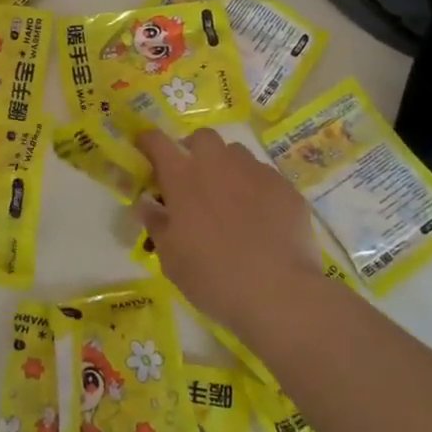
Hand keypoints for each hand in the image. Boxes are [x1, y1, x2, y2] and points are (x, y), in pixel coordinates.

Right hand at [134, 128, 322, 328]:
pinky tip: (261, 218)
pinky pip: (264, 177)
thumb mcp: (170, 258)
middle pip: (202, 137)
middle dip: (194, 151)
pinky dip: (256, 189)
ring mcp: (255, 172)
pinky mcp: (285, 187)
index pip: (157, 141)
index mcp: (183, 177)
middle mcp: (218, 164)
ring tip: (230, 199)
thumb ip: (156, 223)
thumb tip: (147, 203)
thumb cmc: (212, 276)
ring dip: (227, 168)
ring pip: (236, 154)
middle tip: (193, 181)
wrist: (278, 293)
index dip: (148, 141)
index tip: (145, 150)